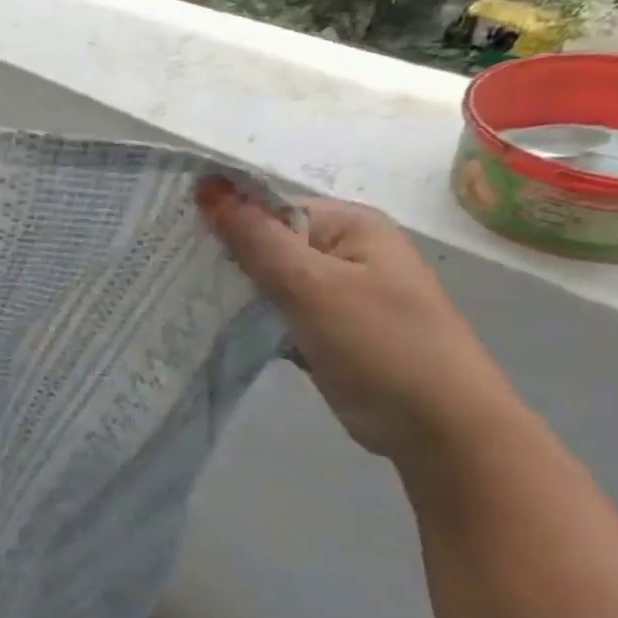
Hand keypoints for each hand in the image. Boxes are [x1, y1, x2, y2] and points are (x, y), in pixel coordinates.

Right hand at [197, 179, 525, 464]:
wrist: (443, 432)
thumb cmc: (380, 347)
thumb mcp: (310, 286)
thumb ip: (255, 238)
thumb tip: (207, 185)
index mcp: (351, 226)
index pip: (268, 207)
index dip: (223, 219)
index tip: (175, 243)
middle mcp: (346, 251)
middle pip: (267, 242)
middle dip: (225, 258)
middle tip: (174, 274)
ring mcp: (338, 293)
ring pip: (269, 280)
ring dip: (235, 291)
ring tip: (186, 300)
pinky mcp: (328, 330)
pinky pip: (278, 312)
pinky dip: (252, 318)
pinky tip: (216, 326)